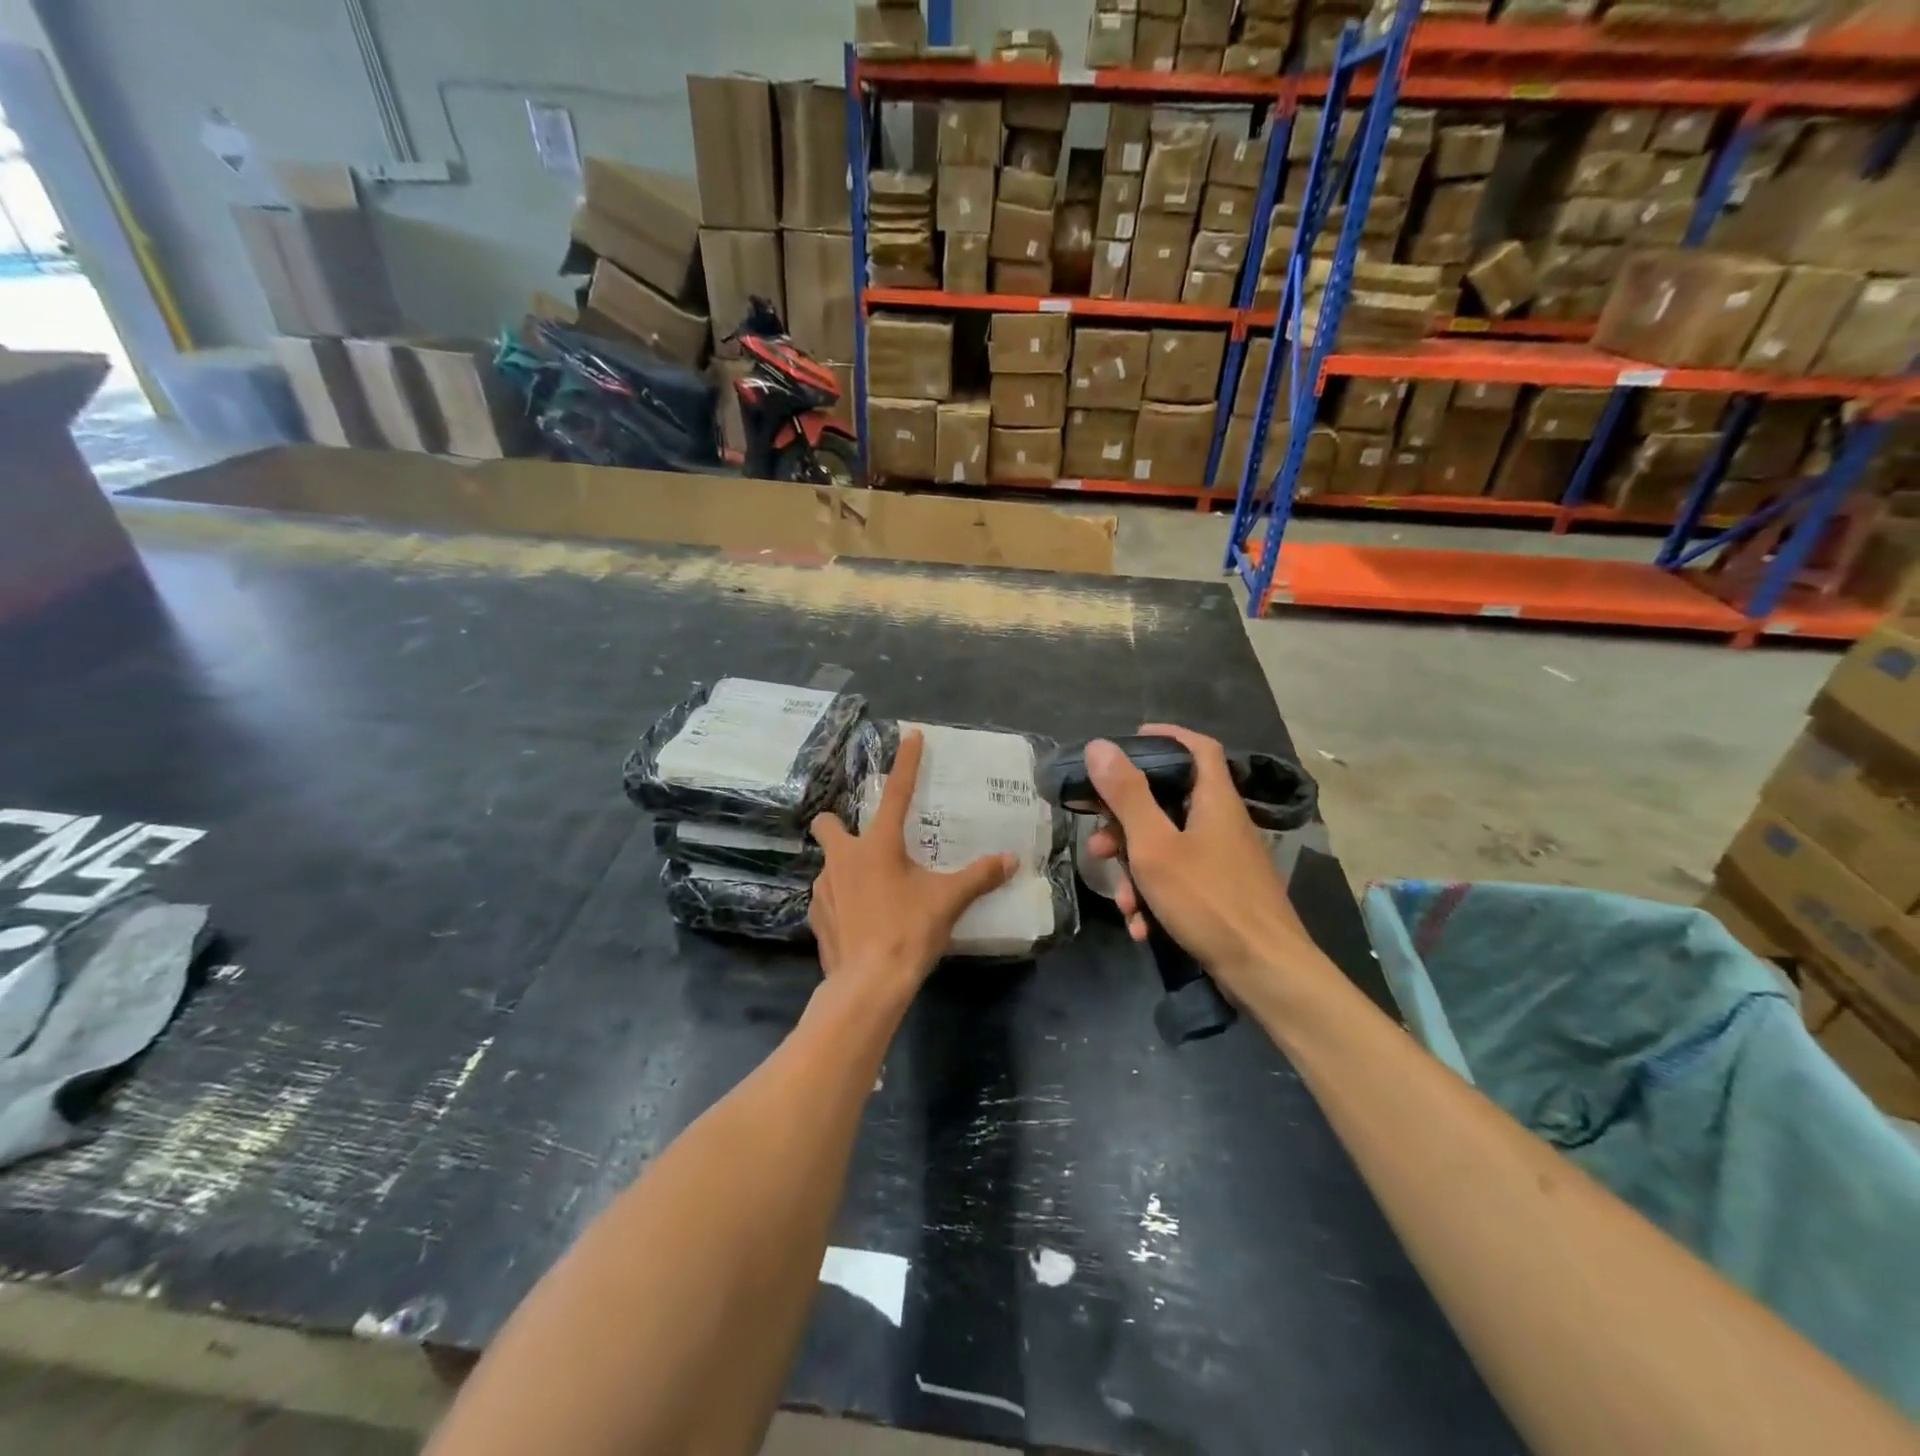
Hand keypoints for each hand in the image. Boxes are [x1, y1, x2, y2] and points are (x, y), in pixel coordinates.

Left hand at [809, 730, 1016, 997]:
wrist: (867, 984)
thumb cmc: (908, 931)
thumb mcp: (948, 901)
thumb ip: (979, 877)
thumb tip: (1011, 860)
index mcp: (877, 845)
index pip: (898, 792)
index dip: (907, 762)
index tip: (910, 735)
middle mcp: (843, 858)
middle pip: (828, 823)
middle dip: (838, 822)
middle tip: (864, 840)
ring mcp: (823, 888)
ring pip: (830, 864)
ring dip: (847, 869)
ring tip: (872, 891)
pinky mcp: (816, 917)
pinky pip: (827, 898)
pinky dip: (842, 901)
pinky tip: (860, 919)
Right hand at [1084, 724, 1317, 1000]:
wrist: (1266, 973)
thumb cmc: (1209, 901)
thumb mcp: (1155, 846)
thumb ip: (1127, 796)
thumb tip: (1100, 746)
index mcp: (1214, 800)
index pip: (1198, 747)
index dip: (1166, 736)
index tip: (1130, 742)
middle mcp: (1222, 823)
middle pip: (1169, 803)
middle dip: (1127, 824)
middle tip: (1100, 844)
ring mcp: (1224, 861)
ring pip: (1168, 848)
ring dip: (1136, 871)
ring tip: (1121, 901)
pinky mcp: (1222, 893)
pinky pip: (1180, 881)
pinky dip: (1156, 897)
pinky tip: (1141, 927)